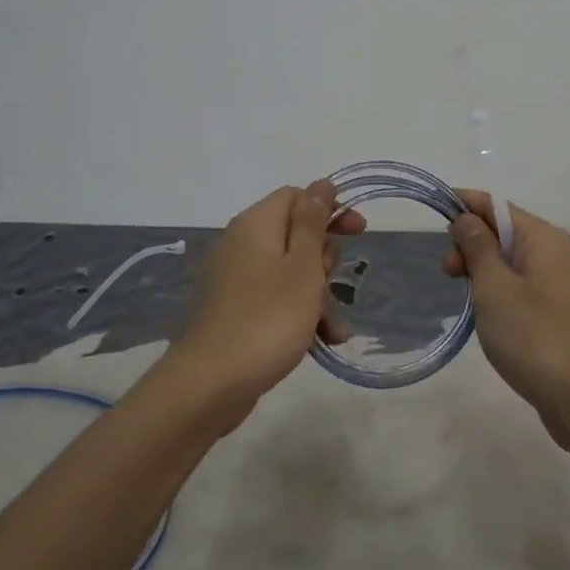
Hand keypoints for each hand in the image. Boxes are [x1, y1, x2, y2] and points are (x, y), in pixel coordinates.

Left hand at [166, 179, 365, 427]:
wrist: (210, 384)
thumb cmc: (267, 318)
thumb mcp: (302, 266)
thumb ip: (313, 223)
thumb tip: (321, 184)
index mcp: (256, 224)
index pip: (297, 197)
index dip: (329, 210)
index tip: (358, 233)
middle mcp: (241, 244)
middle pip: (295, 234)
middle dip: (325, 260)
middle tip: (333, 284)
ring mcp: (236, 279)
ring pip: (290, 271)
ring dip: (319, 294)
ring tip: (336, 328)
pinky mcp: (236, 310)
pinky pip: (275, 299)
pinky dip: (299, 313)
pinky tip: (323, 340)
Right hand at [442, 190, 569, 448]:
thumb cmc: (535, 337)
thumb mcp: (494, 288)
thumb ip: (477, 248)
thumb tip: (467, 217)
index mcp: (541, 237)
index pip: (494, 205)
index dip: (462, 204)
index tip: (432, 216)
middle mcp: (554, 252)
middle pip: (502, 231)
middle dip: (470, 243)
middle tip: (448, 274)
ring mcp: (558, 283)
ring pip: (509, 261)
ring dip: (482, 270)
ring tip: (466, 299)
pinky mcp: (557, 312)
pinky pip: (520, 286)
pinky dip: (498, 291)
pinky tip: (487, 315)